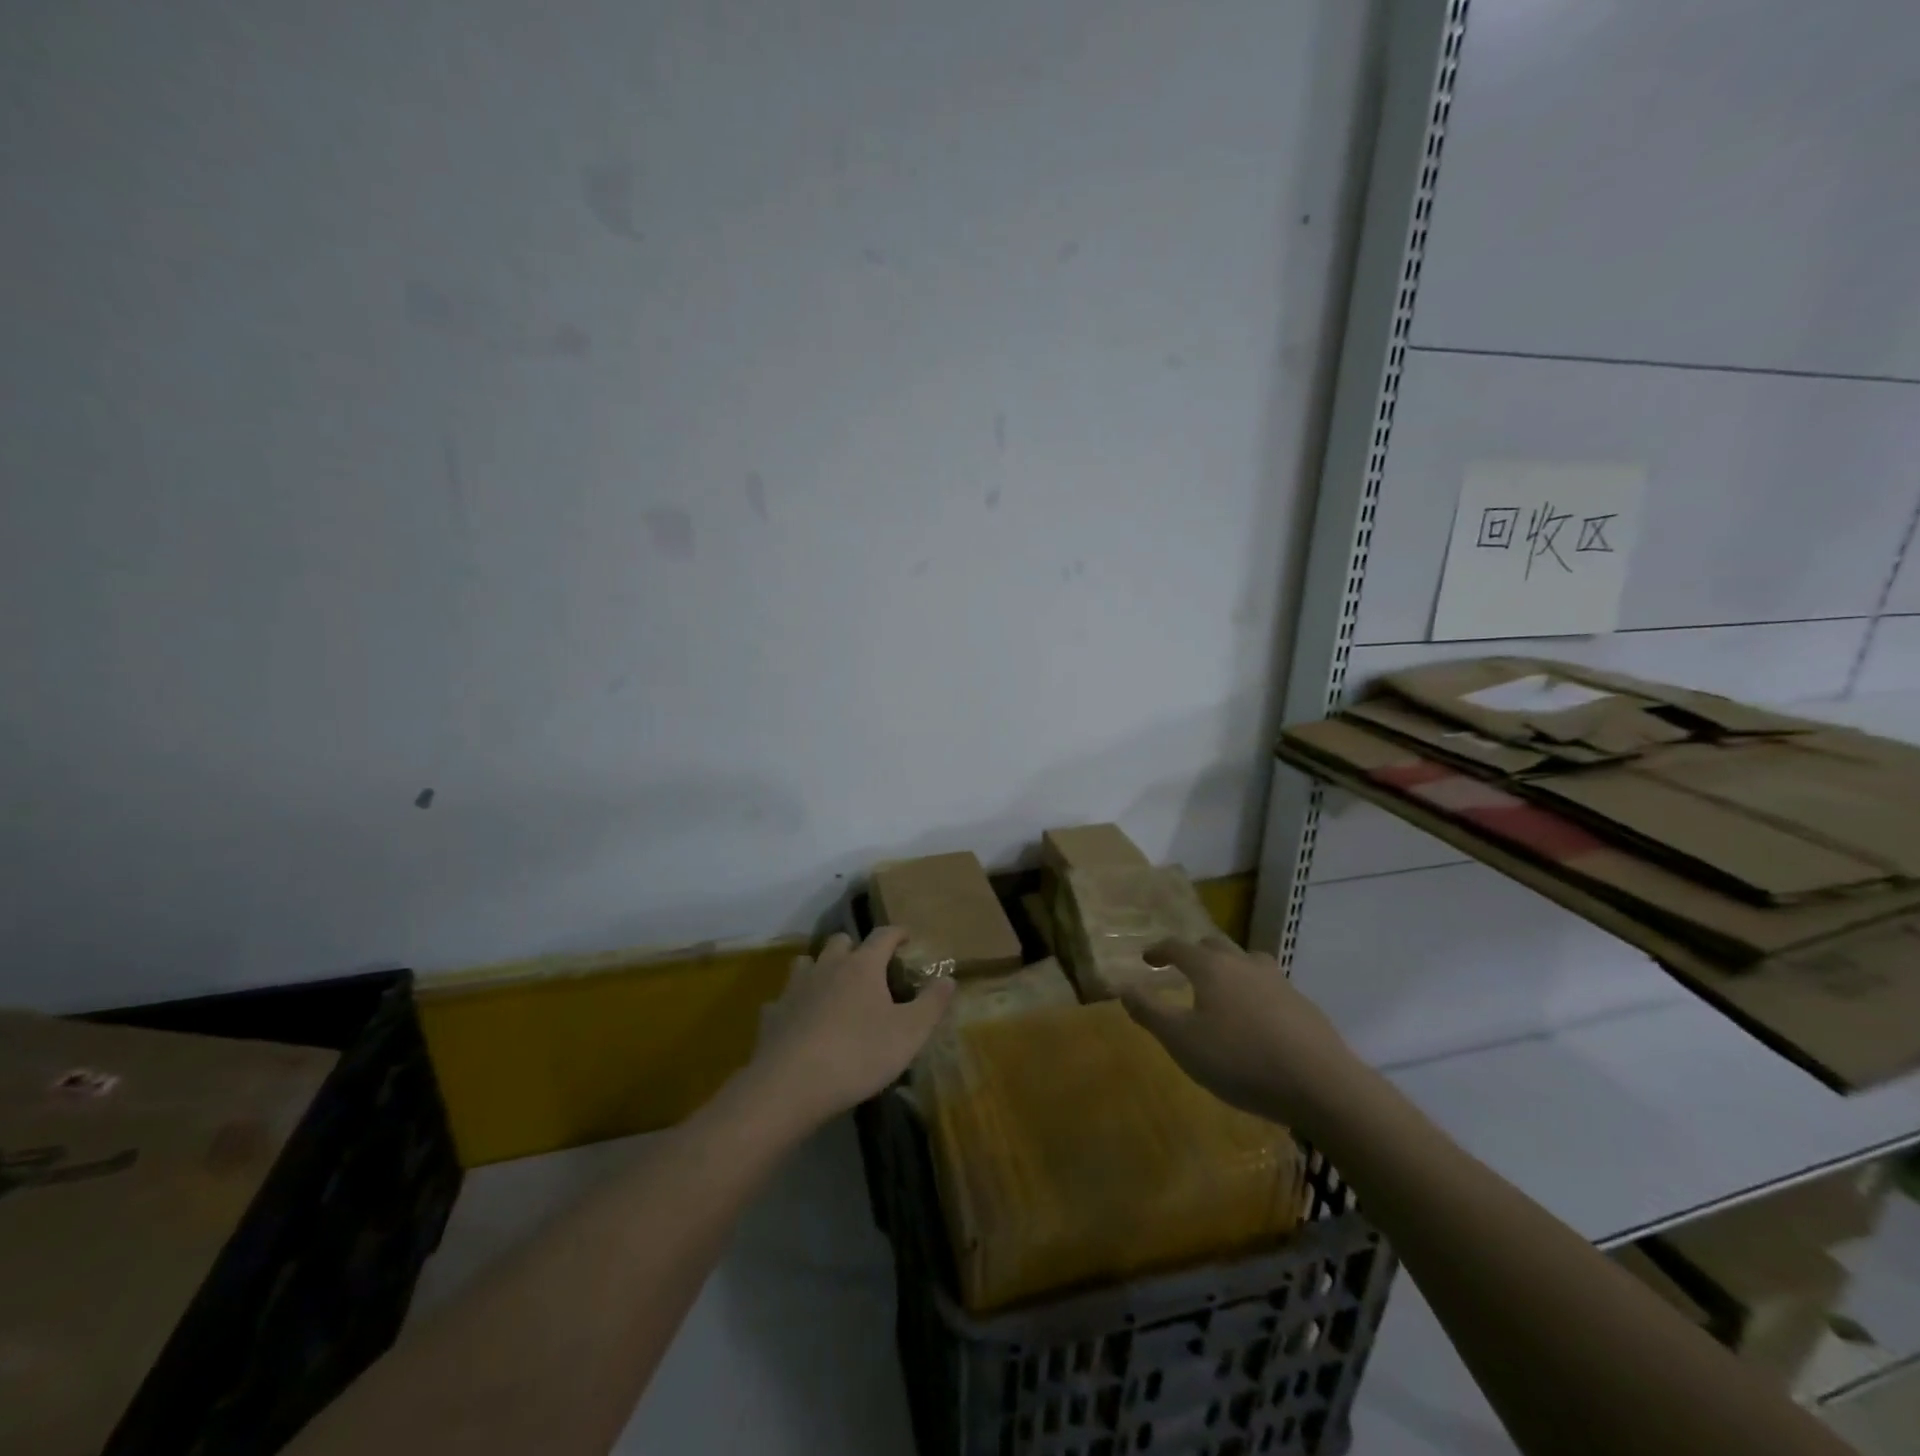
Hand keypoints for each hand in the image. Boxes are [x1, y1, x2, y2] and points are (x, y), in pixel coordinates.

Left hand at [746, 927, 955, 1131]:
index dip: (897, 933)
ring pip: (807, 962)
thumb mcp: (909, 1033)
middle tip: (868, 966)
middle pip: (841, 941)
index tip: (906, 937)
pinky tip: (800, 1021)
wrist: (791, 1085)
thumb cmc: (858, 1054)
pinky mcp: (772, 1014)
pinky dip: (795, 1003)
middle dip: (855, 948)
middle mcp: (828, 967)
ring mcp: (796, 988)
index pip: (883, 935)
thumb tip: (948, 978)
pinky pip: (784, 999)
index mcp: (862, 966)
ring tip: (832, 987)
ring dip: (821, 968)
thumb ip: (932, 1004)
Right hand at [1121, 938, 1359, 1130]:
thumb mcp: (1181, 1041)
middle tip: (1182, 969)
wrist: (1320, 1084)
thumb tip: (1123, 987)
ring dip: (1229, 967)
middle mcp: (1243, 963)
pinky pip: (1270, 985)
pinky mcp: (1302, 1004)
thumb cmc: (1239, 1059)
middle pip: (1214, 945)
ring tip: (1222, 988)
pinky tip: (1257, 1018)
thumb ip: (1149, 1012)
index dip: (1159, 950)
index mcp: (1210, 967)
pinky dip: (1255, 991)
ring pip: (1247, 960)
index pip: (1177, 946)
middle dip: (1194, 953)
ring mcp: (1277, 981)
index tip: (1147, 958)